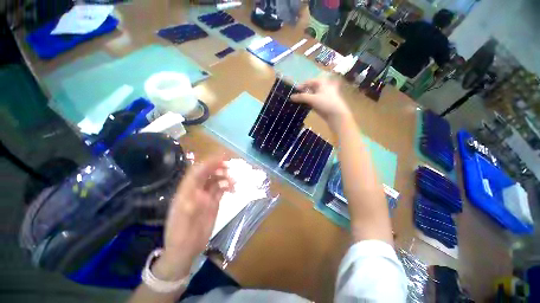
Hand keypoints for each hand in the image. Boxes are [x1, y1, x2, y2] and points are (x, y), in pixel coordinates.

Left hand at [155, 156, 233, 279]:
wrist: (185, 250)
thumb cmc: (180, 237)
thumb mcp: (182, 224)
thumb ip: (190, 208)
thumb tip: (201, 195)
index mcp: (186, 192)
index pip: (197, 172)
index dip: (208, 163)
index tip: (221, 158)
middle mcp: (196, 191)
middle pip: (207, 173)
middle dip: (218, 167)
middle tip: (230, 168)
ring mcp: (205, 196)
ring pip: (216, 180)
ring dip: (225, 178)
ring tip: (234, 182)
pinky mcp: (213, 202)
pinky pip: (221, 189)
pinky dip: (228, 186)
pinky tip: (234, 189)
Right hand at [291, 78, 351, 129]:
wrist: (337, 115)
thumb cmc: (326, 103)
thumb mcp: (312, 99)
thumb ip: (301, 97)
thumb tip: (291, 97)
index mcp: (322, 82)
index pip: (309, 82)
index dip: (301, 86)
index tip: (294, 91)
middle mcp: (323, 87)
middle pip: (310, 88)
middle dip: (302, 92)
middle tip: (295, 97)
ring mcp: (323, 96)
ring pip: (311, 95)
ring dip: (305, 98)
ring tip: (297, 102)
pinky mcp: (323, 103)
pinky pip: (313, 101)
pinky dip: (308, 103)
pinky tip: (303, 106)